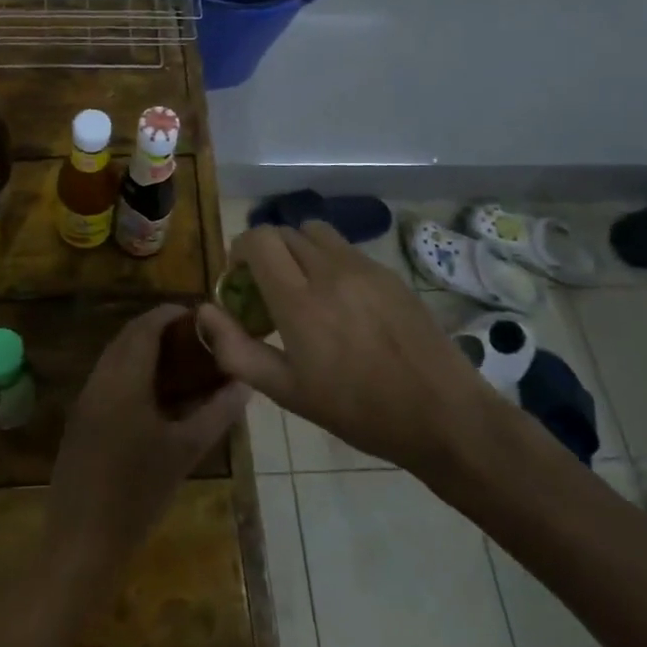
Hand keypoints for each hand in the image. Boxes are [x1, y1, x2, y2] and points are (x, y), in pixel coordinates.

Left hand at [46, 305, 248, 578]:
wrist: (82, 541)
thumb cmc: (138, 494)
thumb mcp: (184, 452)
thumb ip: (216, 413)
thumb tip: (244, 384)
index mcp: (124, 380)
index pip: (145, 328)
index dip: (169, 314)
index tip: (196, 313)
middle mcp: (100, 379)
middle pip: (127, 337)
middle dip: (157, 328)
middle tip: (192, 336)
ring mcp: (85, 399)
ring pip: (114, 356)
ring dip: (141, 348)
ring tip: (178, 360)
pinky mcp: (79, 419)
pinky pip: (106, 377)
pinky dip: (129, 370)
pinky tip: (152, 394)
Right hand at [199, 223, 511, 486]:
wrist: (442, 414)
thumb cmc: (358, 410)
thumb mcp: (288, 392)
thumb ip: (237, 350)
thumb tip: (204, 312)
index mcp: (300, 301)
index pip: (258, 240)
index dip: (240, 250)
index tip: (239, 279)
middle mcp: (329, 271)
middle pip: (284, 231)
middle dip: (266, 252)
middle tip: (268, 288)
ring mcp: (364, 267)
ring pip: (316, 232)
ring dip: (298, 248)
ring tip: (304, 286)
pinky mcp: (389, 272)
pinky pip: (346, 249)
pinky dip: (329, 260)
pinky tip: (342, 300)